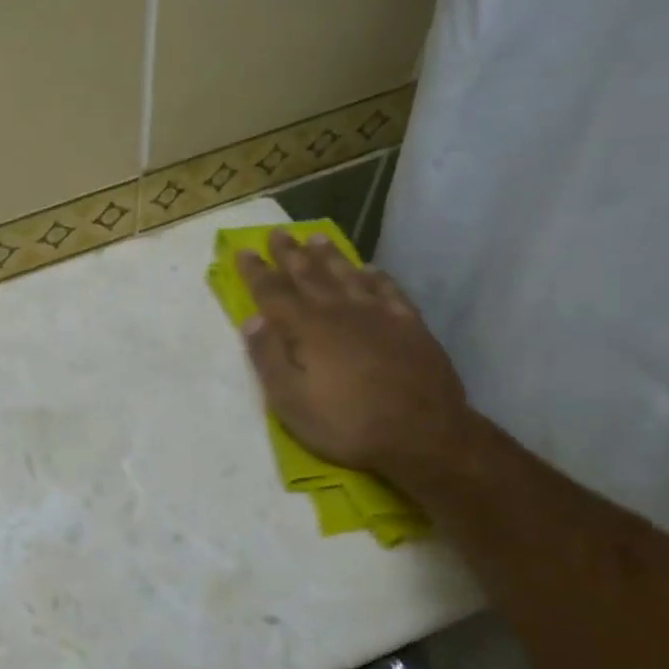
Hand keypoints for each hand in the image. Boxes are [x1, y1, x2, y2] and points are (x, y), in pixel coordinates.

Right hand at [237, 229, 469, 480]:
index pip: (273, 292)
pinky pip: (389, 291)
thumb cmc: (348, 423)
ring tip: (316, 238)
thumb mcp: (291, 402)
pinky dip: (376, 277)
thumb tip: (251, 320)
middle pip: (310, 275)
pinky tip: (370, 269)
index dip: (256, 272)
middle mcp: (341, 312)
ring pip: (348, 275)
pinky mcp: (410, 326)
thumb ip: (268, 358)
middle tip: (277, 232)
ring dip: (330, 256)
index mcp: (308, 329)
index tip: (243, 250)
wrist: (425, 435)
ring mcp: (379, 316)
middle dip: (290, 253)